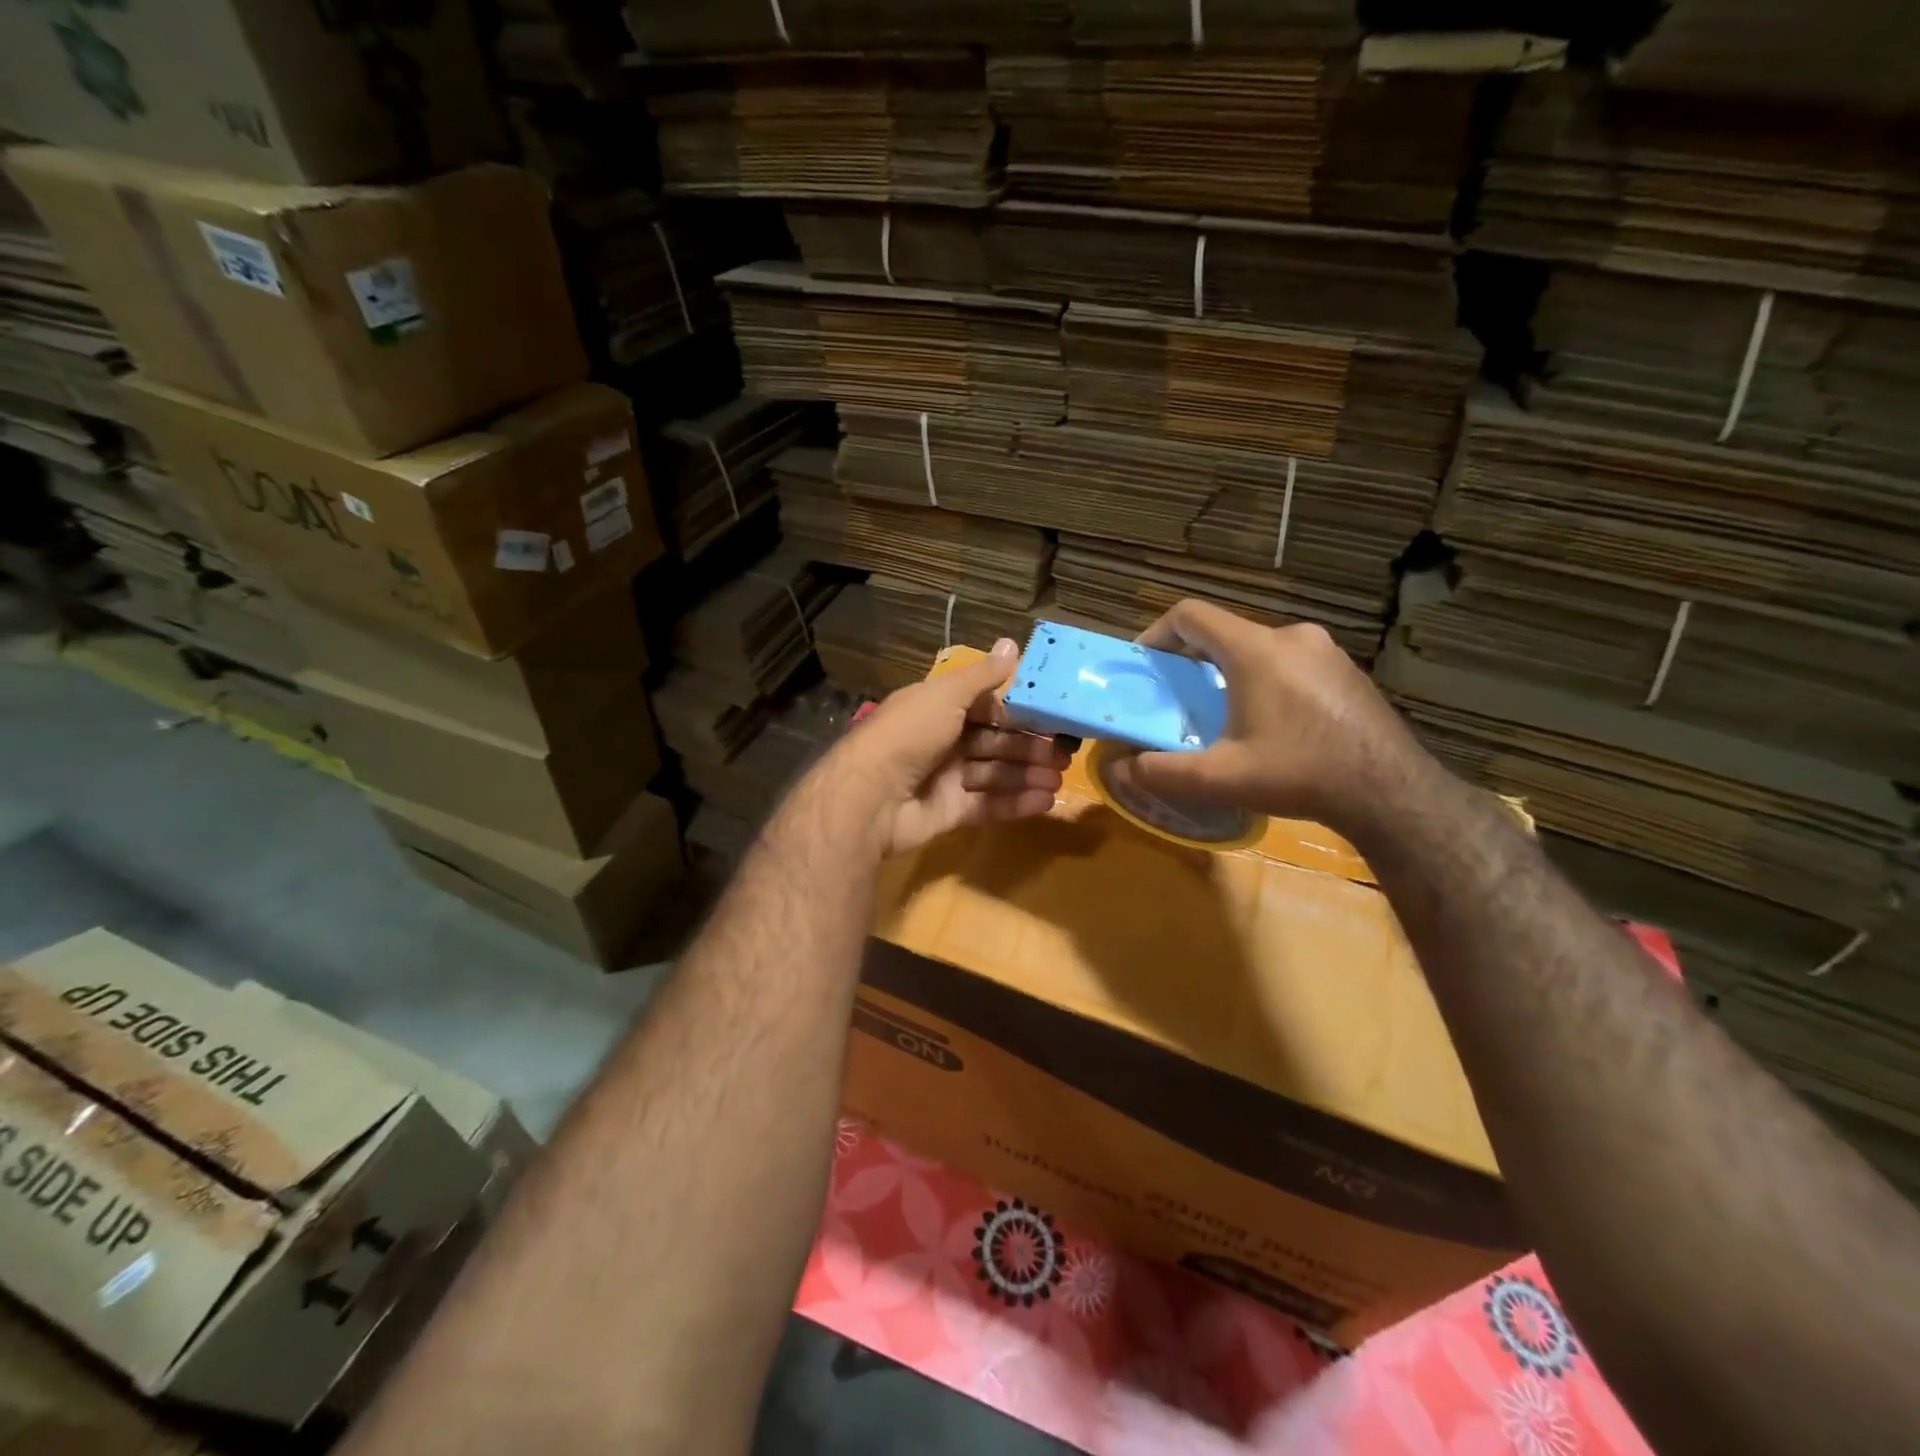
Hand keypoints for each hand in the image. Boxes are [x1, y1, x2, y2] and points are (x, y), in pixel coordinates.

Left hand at [827, 638, 1070, 856]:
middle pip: (995, 742)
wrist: (870, 795)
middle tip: (1064, 755)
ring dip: (1027, 775)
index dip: (1018, 714)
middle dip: (1029, 747)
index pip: (987, 708)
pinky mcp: (950, 812)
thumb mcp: (947, 695)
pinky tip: (1045, 801)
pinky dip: (1015, 802)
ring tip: (1059, 779)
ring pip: (995, 774)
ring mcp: (946, 778)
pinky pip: (988, 804)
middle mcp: (943, 741)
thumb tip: (1013, 643)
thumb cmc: (910, 734)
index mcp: (939, 708)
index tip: (1052, 718)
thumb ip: (983, 676)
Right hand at [1104, 600, 1434, 838]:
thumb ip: (1162, 772)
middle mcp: (1291, 636)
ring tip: (1224, 717)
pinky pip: (1291, 664)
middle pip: (1225, 633)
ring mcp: (1326, 651)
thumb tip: (1119, 771)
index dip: (1157, 633)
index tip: (1144, 665)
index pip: (1191, 614)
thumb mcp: (1221, 779)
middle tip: (1179, 700)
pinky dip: (1267, 682)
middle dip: (1193, 661)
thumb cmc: (1299, 774)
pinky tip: (1273, 726)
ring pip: (1259, 649)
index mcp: (1255, 649)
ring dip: (1231, 673)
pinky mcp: (1347, 671)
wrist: (1392, 793)